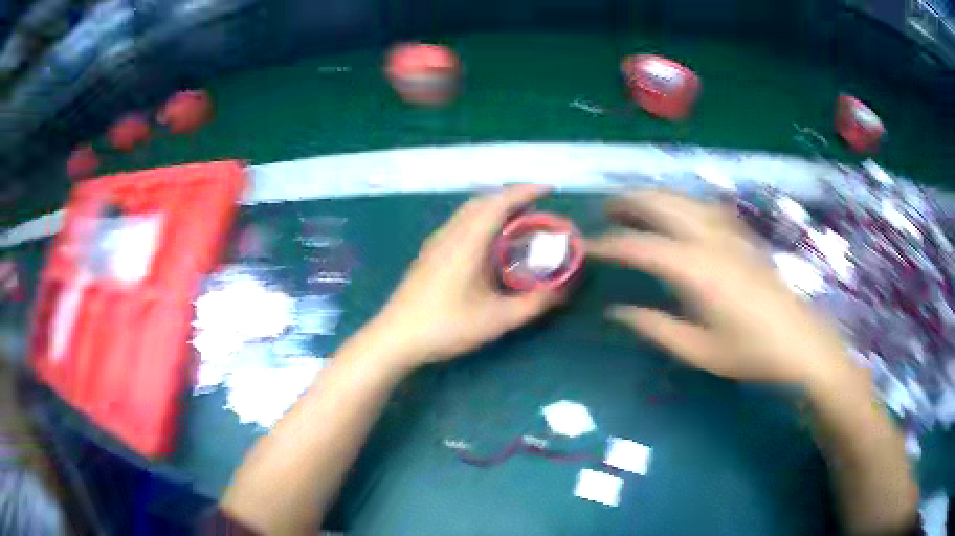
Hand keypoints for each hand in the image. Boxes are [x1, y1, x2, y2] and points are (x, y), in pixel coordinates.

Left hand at [371, 185, 563, 367]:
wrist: (396, 337)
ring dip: (494, 208)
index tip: (549, 189)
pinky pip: (460, 224)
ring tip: (517, 221)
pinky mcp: (428, 254)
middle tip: (537, 207)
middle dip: (512, 197)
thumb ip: (534, 304)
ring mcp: (436, 243)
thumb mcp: (497, 319)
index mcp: (468, 241)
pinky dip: (480, 220)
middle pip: (483, 202)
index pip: (499, 203)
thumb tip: (563, 291)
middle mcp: (450, 233)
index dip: (525, 192)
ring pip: (469, 212)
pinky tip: (487, 243)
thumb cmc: (447, 326)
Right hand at [588, 190, 851, 384]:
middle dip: (628, 202)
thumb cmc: (749, 353)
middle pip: (661, 204)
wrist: (800, 342)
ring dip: (654, 196)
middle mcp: (710, 240)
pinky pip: (705, 205)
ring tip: (633, 205)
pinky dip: (682, 202)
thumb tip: (616, 311)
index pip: (640, 246)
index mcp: (695, 270)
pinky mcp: (743, 234)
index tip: (587, 247)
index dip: (609, 244)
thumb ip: (654, 327)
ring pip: (683, 198)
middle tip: (605, 211)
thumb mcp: (697, 351)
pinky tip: (678, 211)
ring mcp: (729, 232)